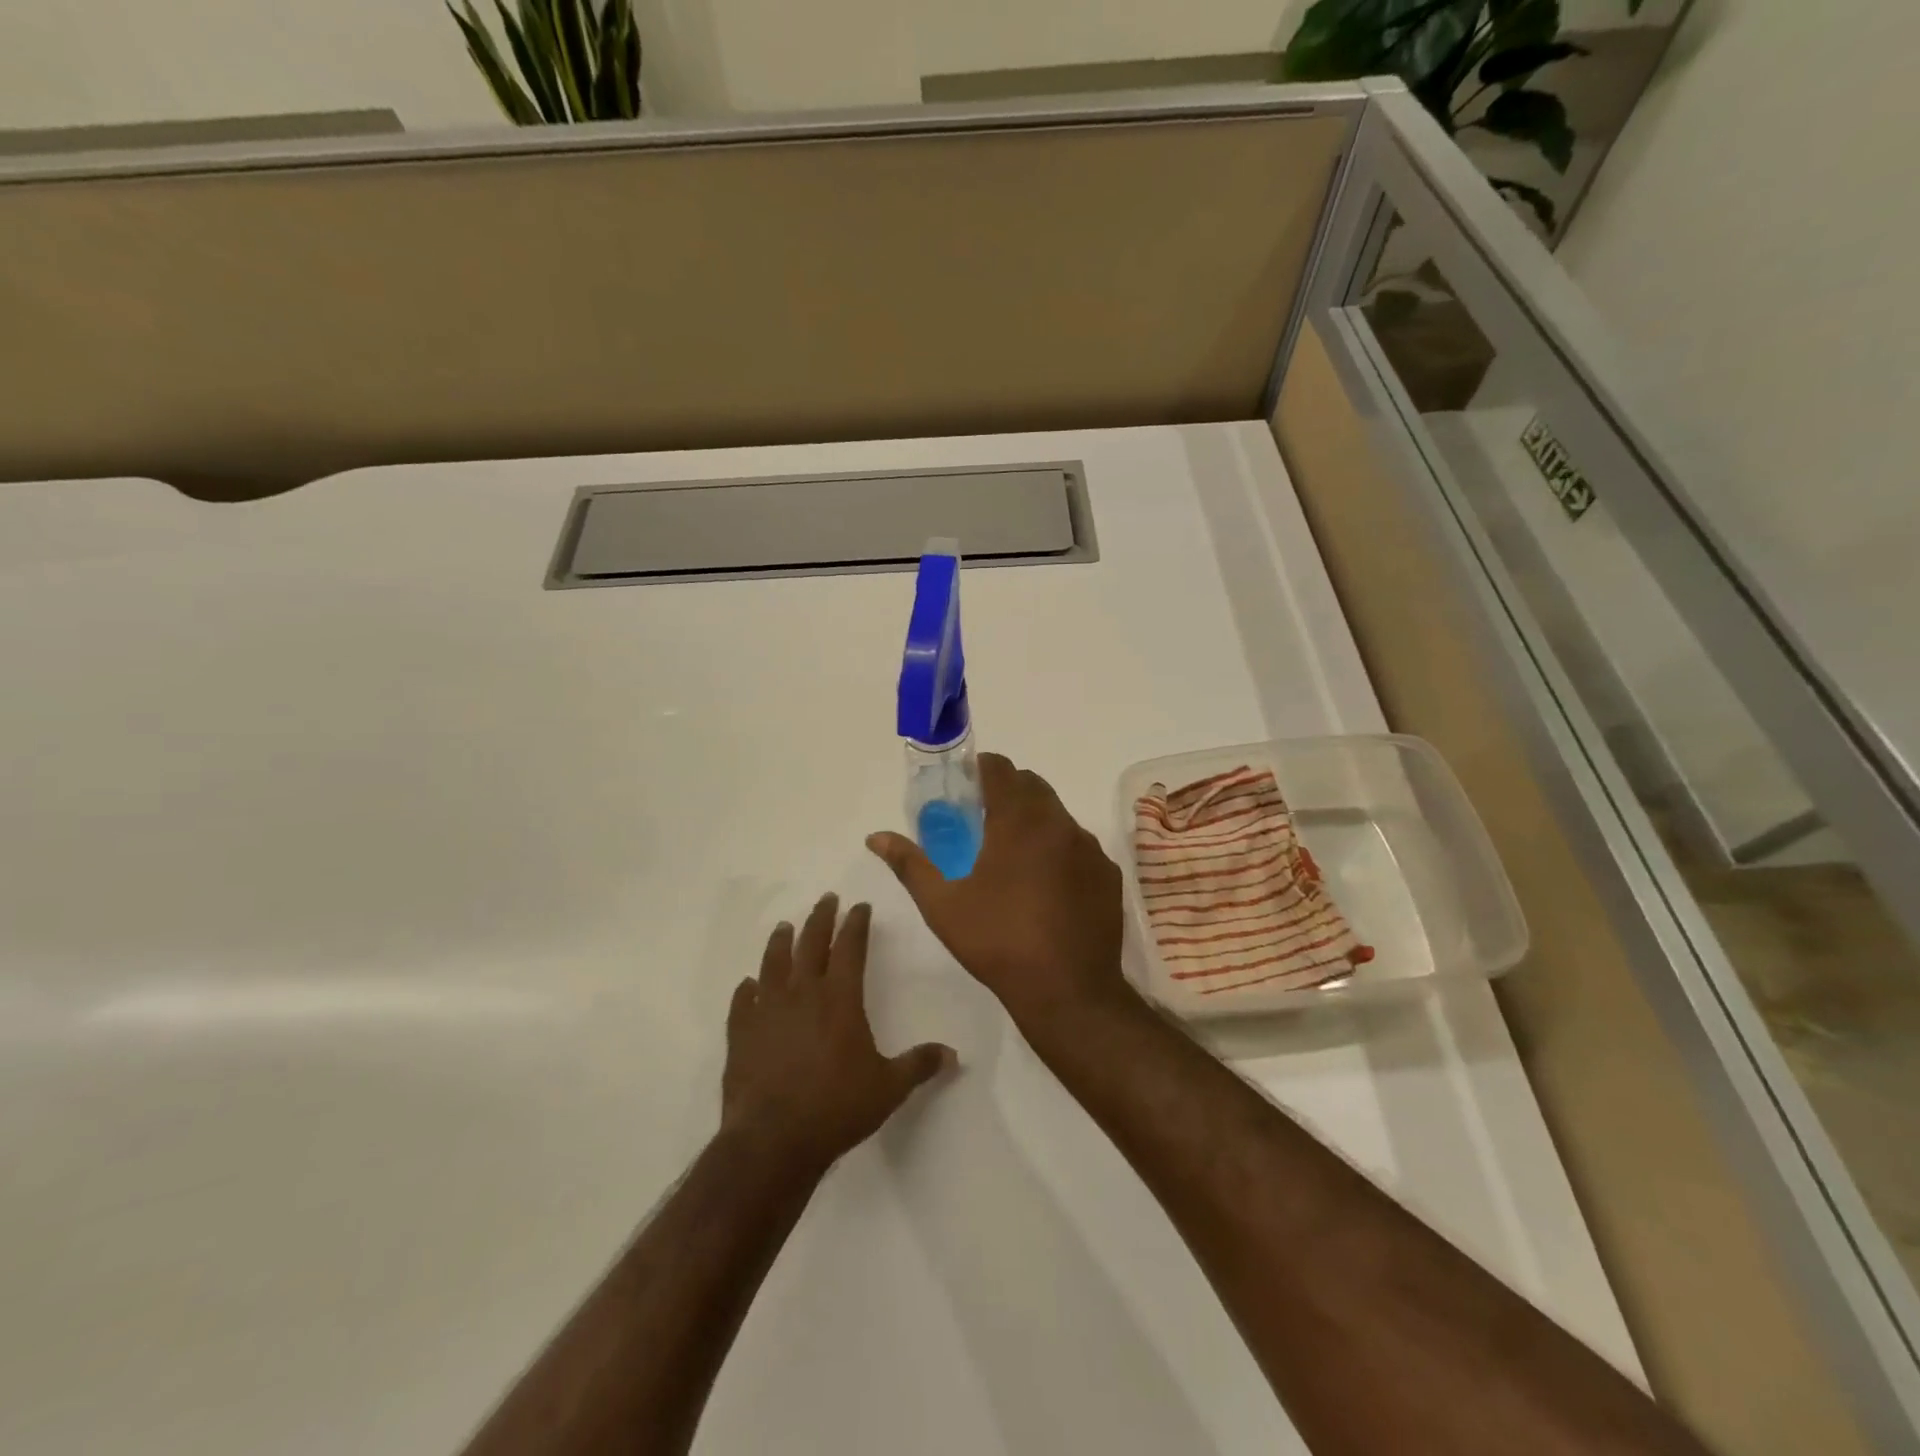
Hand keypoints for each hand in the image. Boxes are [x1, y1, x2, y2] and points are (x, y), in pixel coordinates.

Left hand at [721, 893, 954, 1177]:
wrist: (772, 1141)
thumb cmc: (836, 1108)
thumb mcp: (888, 1088)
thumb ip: (919, 1065)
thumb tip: (953, 1055)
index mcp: (840, 998)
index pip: (850, 947)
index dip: (856, 923)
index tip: (860, 906)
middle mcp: (802, 994)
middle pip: (811, 943)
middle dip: (821, 918)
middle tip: (826, 899)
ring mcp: (767, 1011)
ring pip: (773, 963)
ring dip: (781, 942)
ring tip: (784, 927)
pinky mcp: (741, 1033)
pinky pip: (742, 1001)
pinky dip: (746, 989)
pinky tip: (747, 985)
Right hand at [867, 753, 1127, 1028]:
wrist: (1068, 990)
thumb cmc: (998, 942)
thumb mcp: (942, 905)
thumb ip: (909, 863)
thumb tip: (876, 837)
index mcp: (1018, 821)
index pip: (1001, 769)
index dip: (980, 769)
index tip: (964, 786)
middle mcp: (1059, 824)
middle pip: (1032, 785)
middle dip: (1006, 790)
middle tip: (981, 819)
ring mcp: (1089, 848)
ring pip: (1058, 814)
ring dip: (1034, 819)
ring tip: (1011, 854)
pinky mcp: (1108, 874)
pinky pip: (1079, 845)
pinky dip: (1059, 848)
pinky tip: (1045, 884)